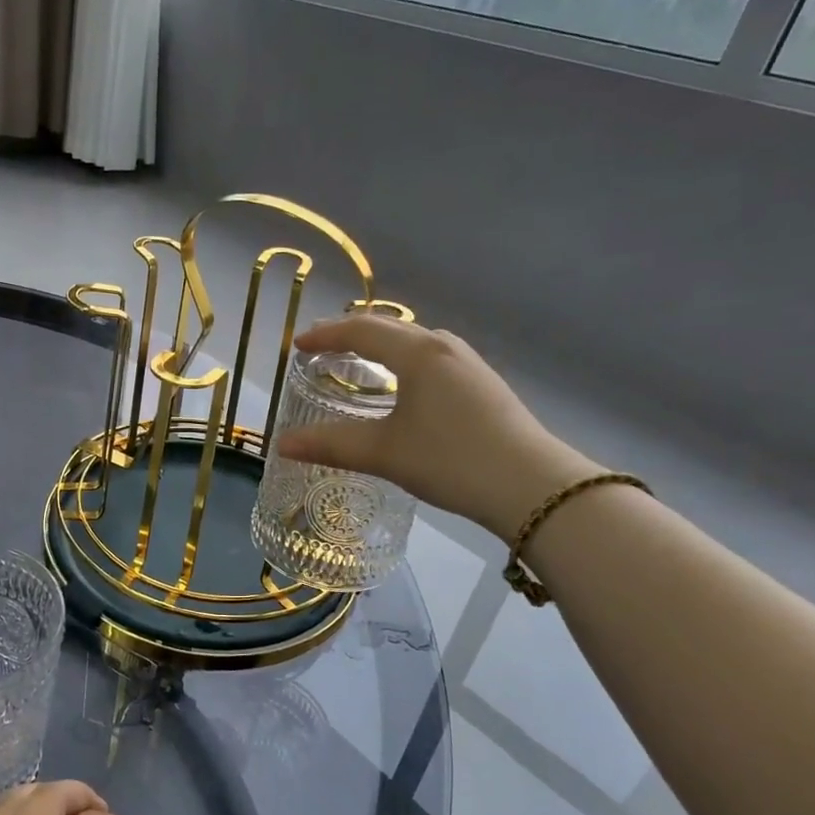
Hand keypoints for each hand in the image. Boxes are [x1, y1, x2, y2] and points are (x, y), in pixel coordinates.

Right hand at [277, 313, 595, 541]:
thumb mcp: (385, 453)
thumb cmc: (451, 460)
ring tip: (358, 359)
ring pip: (414, 341)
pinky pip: (432, 357)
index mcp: (418, 353)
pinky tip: (403, 384)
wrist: (532, 486)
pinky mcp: (483, 384)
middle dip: (351, 334)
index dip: (325, 335)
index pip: (361, 331)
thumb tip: (282, 445)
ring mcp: (469, 363)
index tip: (298, 345)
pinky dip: (404, 360)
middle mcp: (443, 347)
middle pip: (389, 327)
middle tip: (322, 346)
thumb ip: (331, 444)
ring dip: (381, 345)